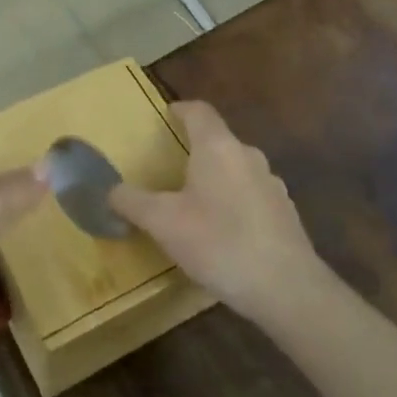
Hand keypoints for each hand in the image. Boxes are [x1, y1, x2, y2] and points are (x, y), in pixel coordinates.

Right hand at [109, 100, 323, 325]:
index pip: (199, 111)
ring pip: (235, 168)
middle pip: (218, 140)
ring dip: (215, 177)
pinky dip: (233, 202)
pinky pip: (251, 195)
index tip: (166, 115)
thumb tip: (110, 190)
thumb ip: (132, 202)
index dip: (181, 109)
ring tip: (193, 201)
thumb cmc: (219, 242)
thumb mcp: (163, 223)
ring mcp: (271, 184)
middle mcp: (248, 156)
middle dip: (194, 148)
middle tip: (169, 166)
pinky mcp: (284, 212)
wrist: (286, 287)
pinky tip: (222, 231)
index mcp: (218, 147)